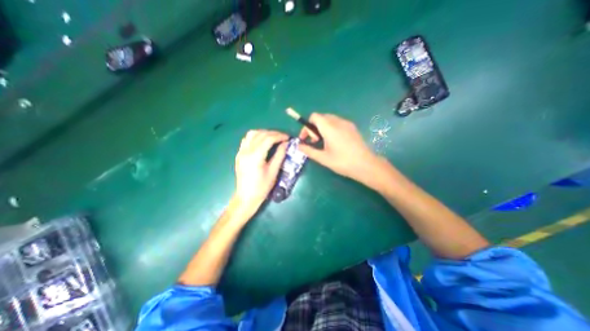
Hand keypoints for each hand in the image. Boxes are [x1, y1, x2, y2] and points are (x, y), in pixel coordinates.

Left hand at [235, 129, 288, 213]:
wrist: (246, 197)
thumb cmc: (262, 187)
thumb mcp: (273, 172)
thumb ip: (280, 155)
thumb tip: (286, 144)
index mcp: (255, 156)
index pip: (268, 139)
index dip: (279, 136)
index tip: (288, 137)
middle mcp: (246, 151)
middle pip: (260, 134)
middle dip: (273, 133)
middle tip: (283, 137)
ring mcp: (241, 152)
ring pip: (251, 134)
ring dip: (263, 133)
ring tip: (273, 137)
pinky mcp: (239, 154)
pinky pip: (246, 140)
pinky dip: (255, 137)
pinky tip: (262, 141)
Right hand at [297, 112, 385, 185]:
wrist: (366, 165)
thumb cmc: (342, 162)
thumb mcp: (323, 158)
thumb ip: (309, 150)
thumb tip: (298, 146)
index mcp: (329, 128)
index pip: (314, 117)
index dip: (307, 126)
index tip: (306, 138)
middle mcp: (338, 122)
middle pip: (321, 117)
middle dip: (314, 127)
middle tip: (315, 141)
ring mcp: (347, 123)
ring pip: (329, 119)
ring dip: (322, 127)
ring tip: (324, 142)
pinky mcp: (352, 127)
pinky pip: (337, 122)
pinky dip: (331, 128)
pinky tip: (334, 141)